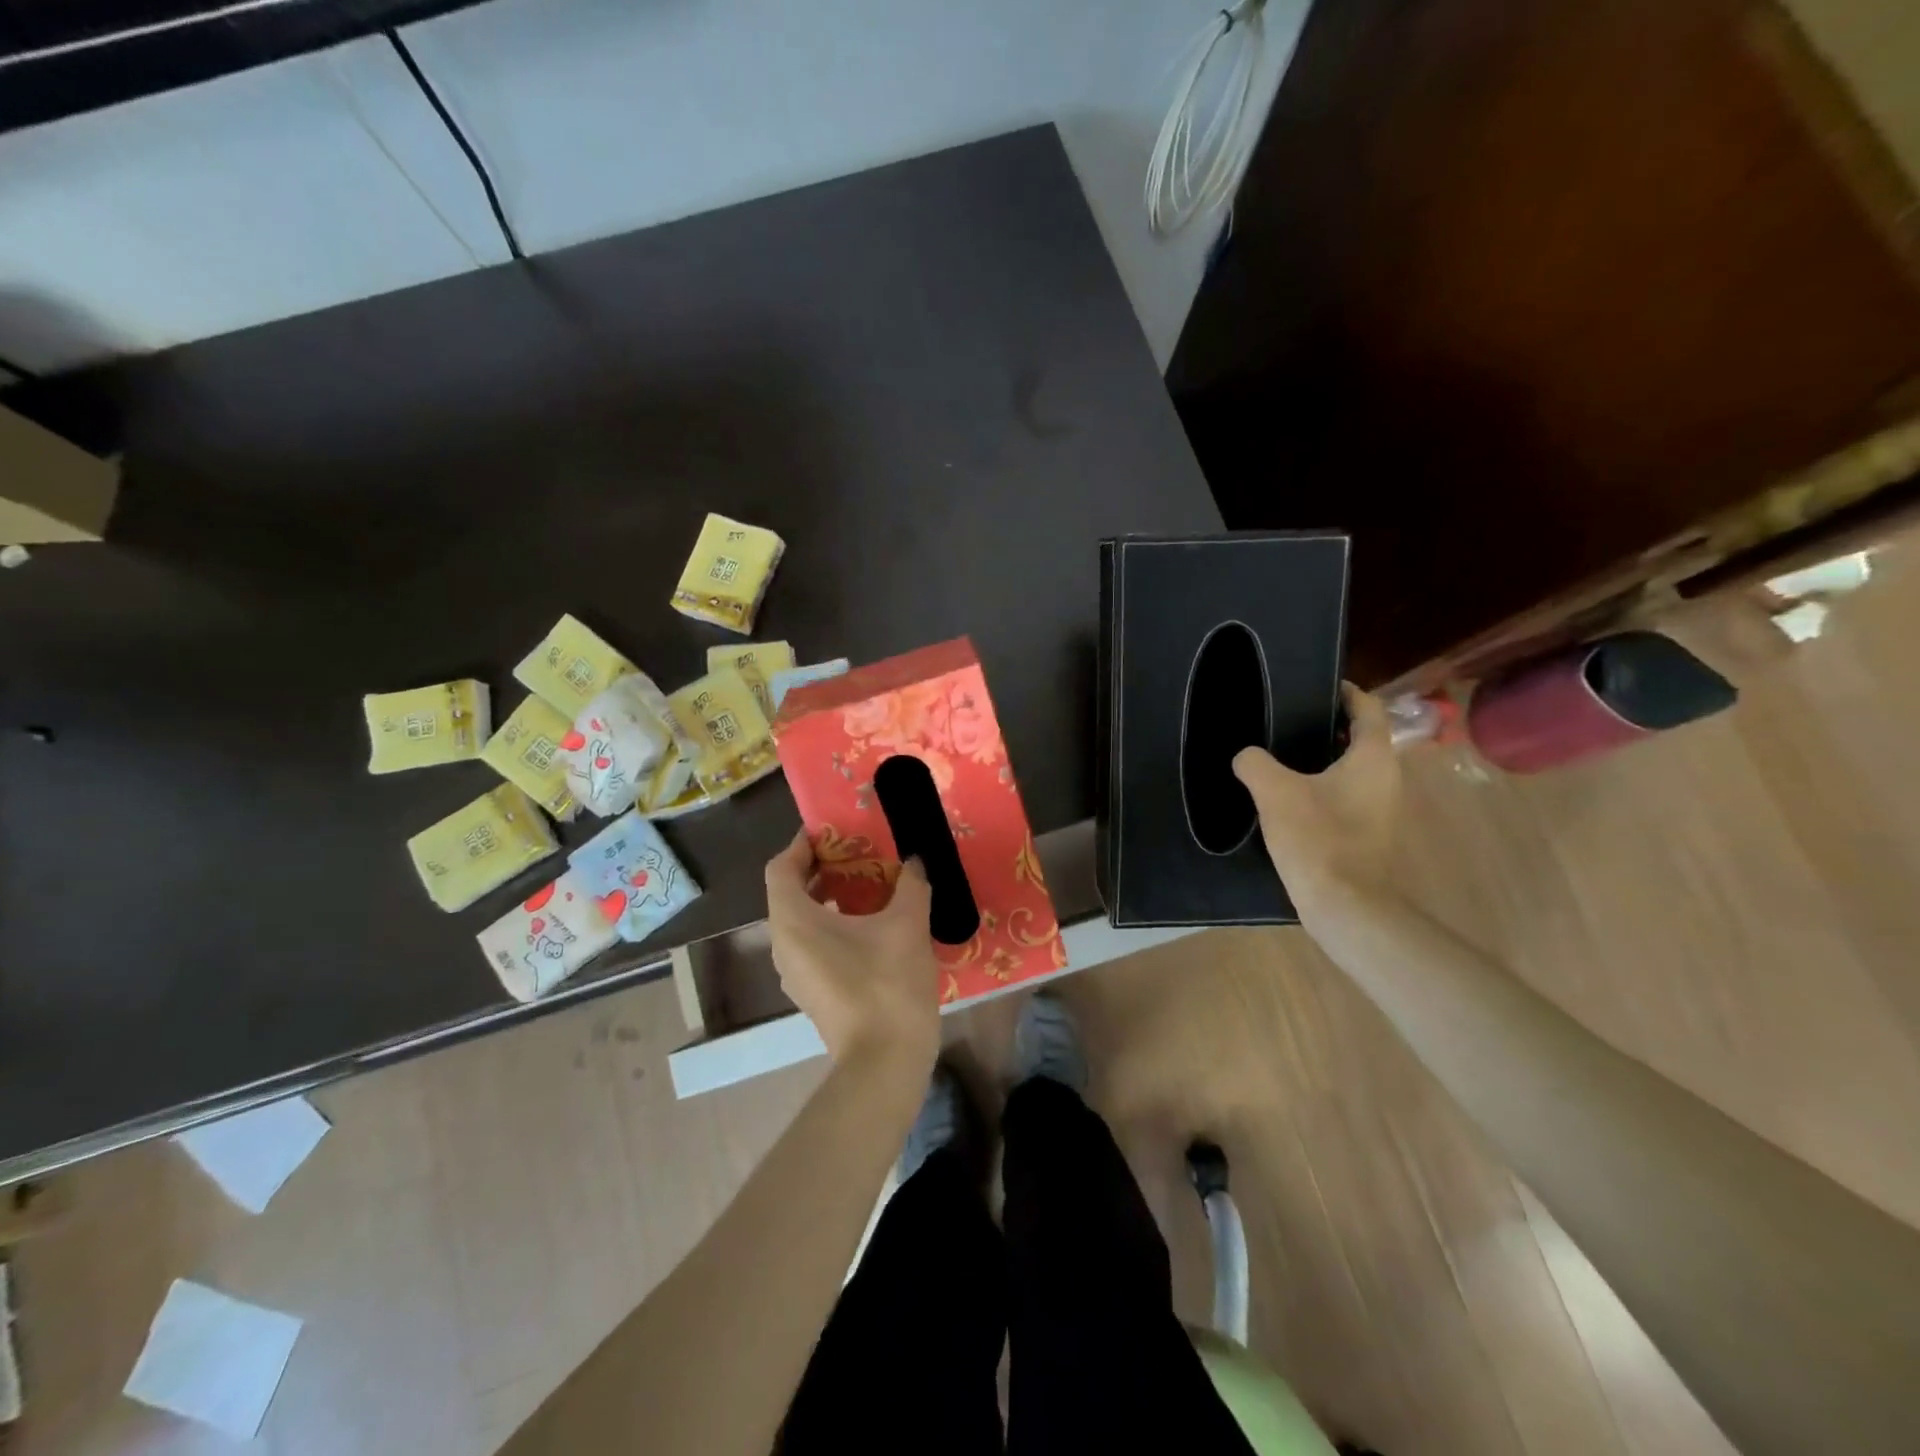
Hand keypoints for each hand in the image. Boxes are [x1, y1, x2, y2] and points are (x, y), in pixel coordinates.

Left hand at [763, 832, 941, 1070]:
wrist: (885, 1063)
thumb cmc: (887, 983)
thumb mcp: (907, 924)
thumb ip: (911, 884)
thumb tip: (914, 862)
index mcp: (793, 921)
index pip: (781, 868)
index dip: (802, 845)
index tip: (833, 832)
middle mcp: (783, 945)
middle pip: (790, 893)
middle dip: (821, 870)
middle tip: (858, 855)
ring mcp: (795, 974)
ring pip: (803, 922)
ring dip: (830, 899)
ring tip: (870, 887)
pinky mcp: (812, 994)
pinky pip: (813, 946)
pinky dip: (834, 927)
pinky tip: (873, 928)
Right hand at [1233, 683, 1400, 917]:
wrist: (1346, 906)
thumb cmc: (1318, 838)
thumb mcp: (1275, 792)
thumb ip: (1256, 763)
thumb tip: (1246, 756)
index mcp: (1372, 758)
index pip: (1367, 709)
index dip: (1345, 692)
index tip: (1317, 685)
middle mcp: (1385, 779)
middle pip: (1360, 739)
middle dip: (1326, 727)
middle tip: (1286, 721)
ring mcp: (1379, 810)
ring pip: (1350, 771)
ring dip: (1321, 761)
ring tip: (1279, 757)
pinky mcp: (1366, 835)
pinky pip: (1344, 798)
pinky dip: (1320, 789)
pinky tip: (1286, 799)